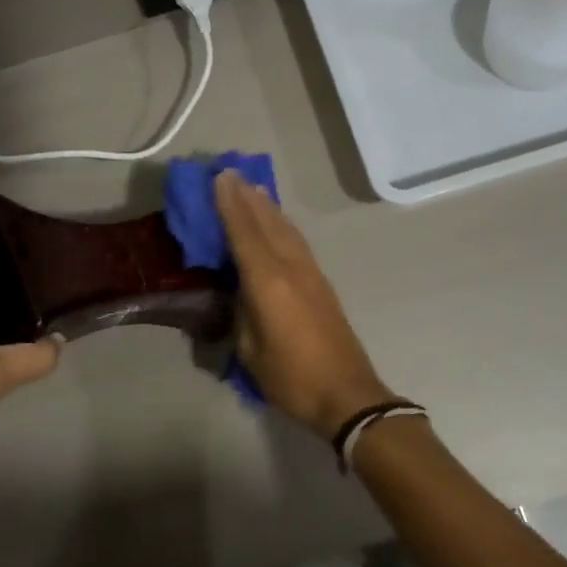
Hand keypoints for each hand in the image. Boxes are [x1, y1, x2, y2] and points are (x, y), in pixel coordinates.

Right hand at [214, 170, 392, 440]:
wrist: (347, 394)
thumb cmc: (291, 377)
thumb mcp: (251, 350)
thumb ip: (242, 311)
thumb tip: (240, 290)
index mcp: (268, 282)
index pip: (243, 233)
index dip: (229, 204)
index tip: (219, 177)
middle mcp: (290, 267)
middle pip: (266, 222)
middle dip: (247, 197)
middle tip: (231, 172)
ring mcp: (310, 273)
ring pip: (285, 229)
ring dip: (267, 206)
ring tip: (253, 188)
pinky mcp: (321, 282)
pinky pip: (295, 241)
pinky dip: (281, 224)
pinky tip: (277, 222)